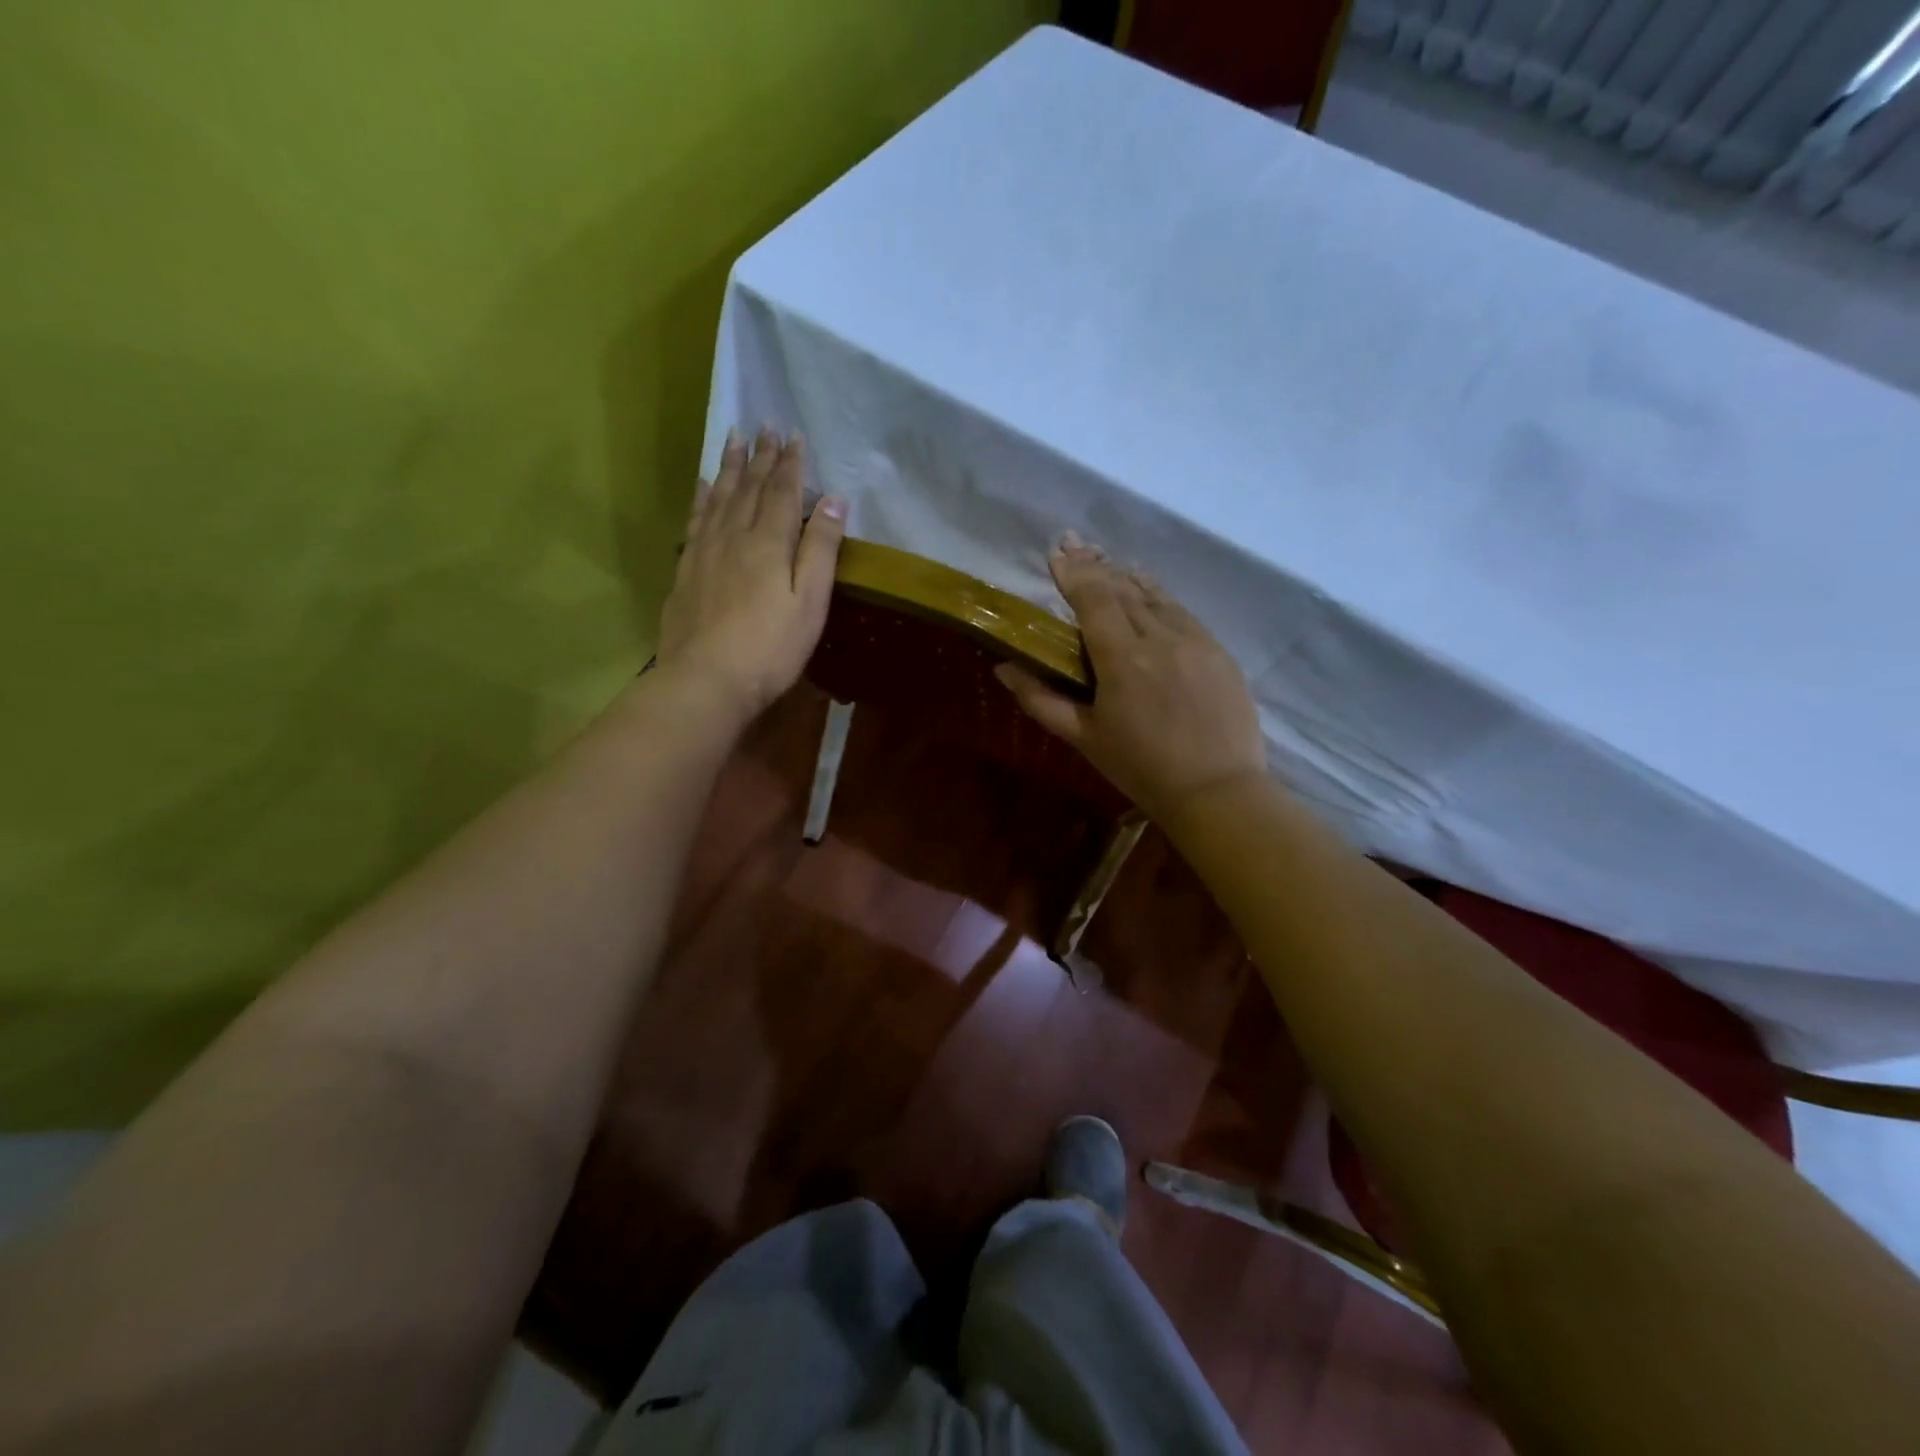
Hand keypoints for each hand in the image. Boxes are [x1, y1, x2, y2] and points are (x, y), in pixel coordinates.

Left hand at [655, 428, 845, 717]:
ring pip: (719, 497)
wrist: (706, 680)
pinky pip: (695, 520)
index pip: (781, 492)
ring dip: (729, 467)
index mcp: (768, 543)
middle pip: (748, 487)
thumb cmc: (770, 647)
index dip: (789, 463)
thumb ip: (820, 549)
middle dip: (759, 456)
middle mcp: (734, 536)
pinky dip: (702, 498)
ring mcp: (704, 552)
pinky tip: (703, 486)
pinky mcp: (686, 571)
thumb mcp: (810, 602)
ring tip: (733, 438)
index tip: (793, 435)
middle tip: (764, 425)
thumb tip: (833, 498)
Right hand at [995, 533, 1264, 818]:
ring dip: (1127, 577)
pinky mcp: (1218, 651)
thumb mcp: (1084, 737)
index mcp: (1122, 658)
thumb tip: (1004, 668)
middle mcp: (1160, 637)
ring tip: (1106, 561)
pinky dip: (1159, 595)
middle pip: (1123, 589)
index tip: (1056, 553)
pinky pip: (1182, 611)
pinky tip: (1149, 591)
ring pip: (1155, 596)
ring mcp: (1195, 640)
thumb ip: (1041, 699)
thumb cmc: (1141, 768)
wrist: (1218, 791)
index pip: (1094, 599)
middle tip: (1073, 544)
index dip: (1073, 573)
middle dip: (1095, 566)